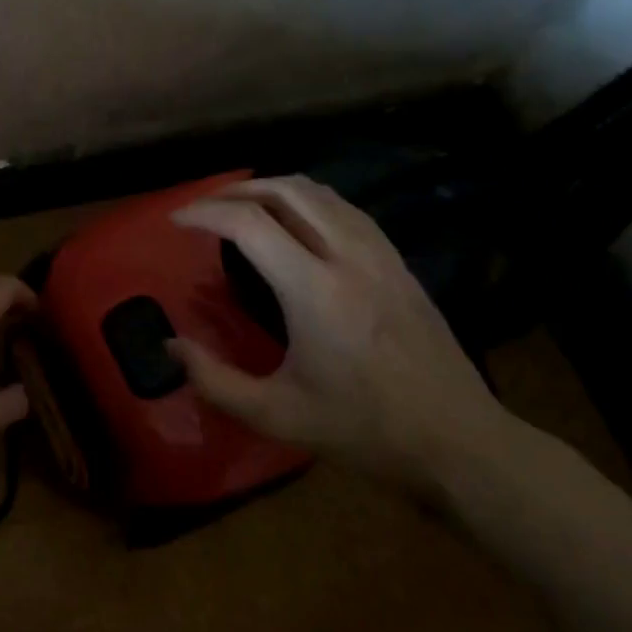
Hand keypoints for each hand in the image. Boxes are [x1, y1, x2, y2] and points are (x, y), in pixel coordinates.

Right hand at [171, 176, 512, 496]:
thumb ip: (214, 380)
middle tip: (203, 207)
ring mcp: (380, 256)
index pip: (248, 223)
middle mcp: (348, 257)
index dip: (204, 213)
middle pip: (285, 191)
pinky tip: (296, 221)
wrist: (459, 443)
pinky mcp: (399, 264)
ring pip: (320, 193)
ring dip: (272, 188)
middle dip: (235, 190)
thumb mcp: (275, 415)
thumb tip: (172, 346)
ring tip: (241, 206)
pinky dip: (308, 200)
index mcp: (314, 290)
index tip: (175, 222)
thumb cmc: (363, 430)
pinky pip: (346, 210)